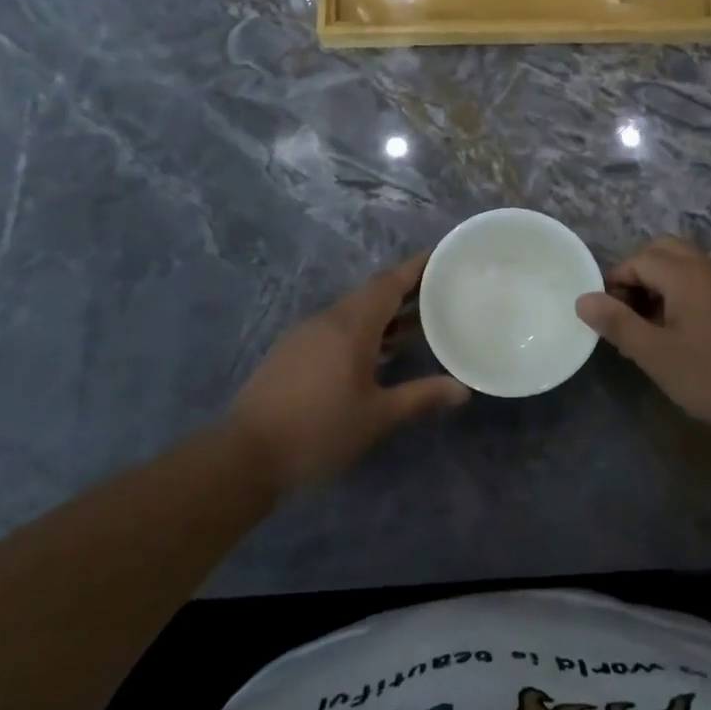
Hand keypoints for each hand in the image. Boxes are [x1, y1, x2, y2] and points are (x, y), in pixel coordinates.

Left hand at [226, 253, 467, 493]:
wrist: (247, 454)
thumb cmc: (319, 430)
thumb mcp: (377, 416)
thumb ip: (421, 396)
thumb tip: (463, 390)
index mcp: (351, 325)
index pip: (389, 282)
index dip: (417, 266)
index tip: (442, 255)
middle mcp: (328, 319)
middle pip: (372, 293)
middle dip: (405, 290)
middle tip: (440, 292)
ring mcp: (306, 334)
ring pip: (353, 311)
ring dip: (384, 314)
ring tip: (416, 325)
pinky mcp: (292, 351)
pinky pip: (336, 327)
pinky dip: (363, 330)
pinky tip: (377, 354)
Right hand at [575, 236, 710, 442]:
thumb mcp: (656, 355)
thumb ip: (617, 323)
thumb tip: (582, 299)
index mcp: (685, 273)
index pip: (638, 259)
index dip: (616, 282)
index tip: (608, 316)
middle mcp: (709, 267)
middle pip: (664, 250)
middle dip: (639, 273)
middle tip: (629, 312)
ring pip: (686, 264)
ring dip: (662, 283)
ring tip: (652, 325)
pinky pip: (705, 281)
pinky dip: (685, 292)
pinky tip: (684, 332)